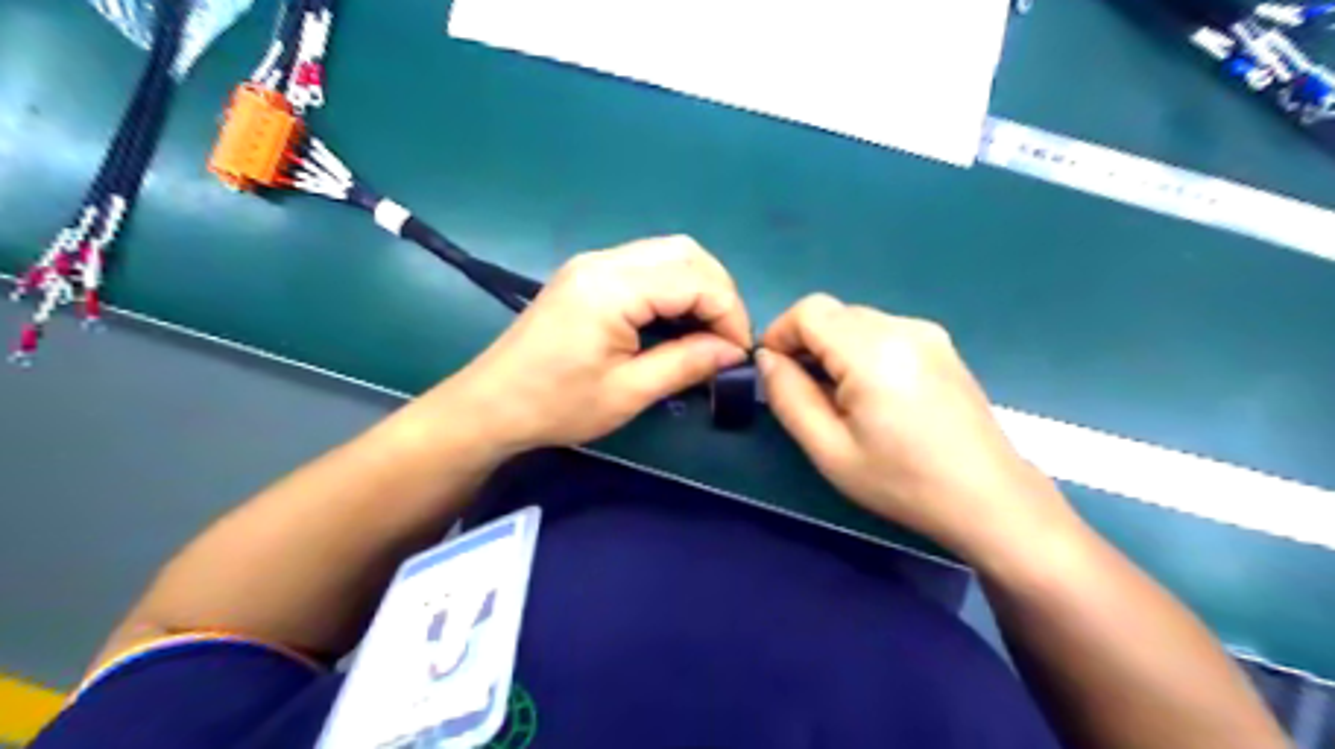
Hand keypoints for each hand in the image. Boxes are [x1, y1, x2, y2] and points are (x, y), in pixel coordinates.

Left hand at [435, 237, 754, 451]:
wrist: (491, 404)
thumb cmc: (557, 405)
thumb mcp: (628, 392)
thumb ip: (686, 363)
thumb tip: (734, 351)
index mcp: (612, 288)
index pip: (695, 281)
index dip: (729, 314)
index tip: (739, 353)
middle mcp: (604, 261)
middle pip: (686, 253)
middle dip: (719, 292)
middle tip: (726, 338)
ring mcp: (592, 262)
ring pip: (668, 253)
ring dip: (698, 286)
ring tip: (707, 330)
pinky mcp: (587, 273)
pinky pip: (646, 264)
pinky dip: (673, 286)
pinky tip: (676, 319)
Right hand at [762, 292, 1071, 560]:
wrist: (989, 498)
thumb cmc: (902, 482)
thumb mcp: (829, 449)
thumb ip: (788, 397)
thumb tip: (768, 359)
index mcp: (873, 350)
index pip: (809, 311)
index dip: (779, 333)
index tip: (772, 372)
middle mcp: (902, 327)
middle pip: (833, 313)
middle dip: (805, 343)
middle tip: (802, 392)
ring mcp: (927, 333)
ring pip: (857, 321)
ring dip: (833, 348)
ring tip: (838, 398)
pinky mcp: (942, 346)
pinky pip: (884, 332)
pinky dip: (861, 351)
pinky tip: (872, 394)